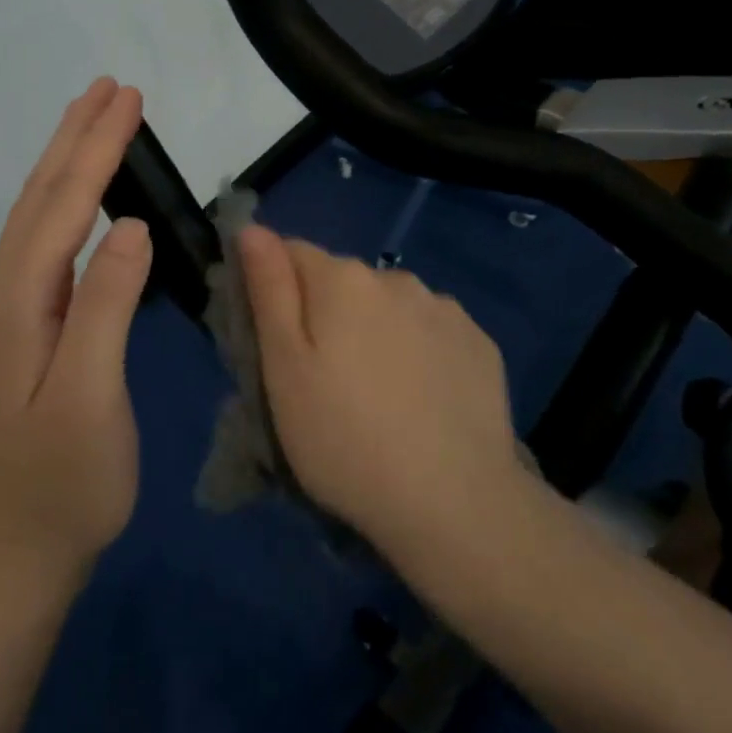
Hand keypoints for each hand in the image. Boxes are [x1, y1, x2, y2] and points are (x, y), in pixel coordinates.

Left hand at [0, 77, 152, 580]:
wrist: (15, 553)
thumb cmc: (64, 482)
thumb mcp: (91, 397)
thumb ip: (105, 306)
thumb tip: (128, 226)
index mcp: (17, 304)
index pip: (62, 207)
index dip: (95, 149)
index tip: (126, 98)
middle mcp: (3, 295)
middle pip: (40, 199)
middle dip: (76, 138)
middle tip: (108, 88)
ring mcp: (9, 312)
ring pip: (38, 218)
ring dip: (68, 163)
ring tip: (96, 121)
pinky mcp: (24, 328)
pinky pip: (46, 244)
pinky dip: (67, 203)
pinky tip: (83, 198)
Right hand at [238, 226, 522, 561]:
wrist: (455, 503)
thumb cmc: (345, 440)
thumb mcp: (285, 370)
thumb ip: (269, 290)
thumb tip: (252, 229)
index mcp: (342, 280)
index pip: (291, 253)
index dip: (275, 289)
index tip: (275, 341)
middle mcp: (395, 278)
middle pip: (343, 281)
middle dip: (327, 313)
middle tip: (325, 380)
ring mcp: (444, 308)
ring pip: (389, 306)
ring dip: (376, 330)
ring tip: (378, 395)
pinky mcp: (478, 342)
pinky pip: (432, 331)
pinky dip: (420, 351)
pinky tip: (423, 400)